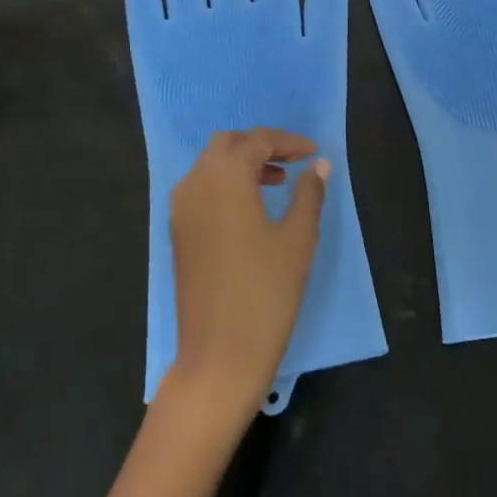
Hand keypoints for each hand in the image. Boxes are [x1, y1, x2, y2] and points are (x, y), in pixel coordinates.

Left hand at [163, 129, 327, 429]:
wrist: (219, 355)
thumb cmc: (266, 292)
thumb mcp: (298, 239)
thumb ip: (309, 194)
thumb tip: (319, 165)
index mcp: (225, 177)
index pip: (257, 141)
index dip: (288, 142)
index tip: (314, 153)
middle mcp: (195, 183)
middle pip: (227, 145)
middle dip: (260, 146)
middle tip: (293, 161)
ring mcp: (181, 210)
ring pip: (210, 166)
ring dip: (242, 164)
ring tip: (277, 183)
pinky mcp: (178, 233)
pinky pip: (200, 190)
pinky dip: (225, 185)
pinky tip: (251, 208)